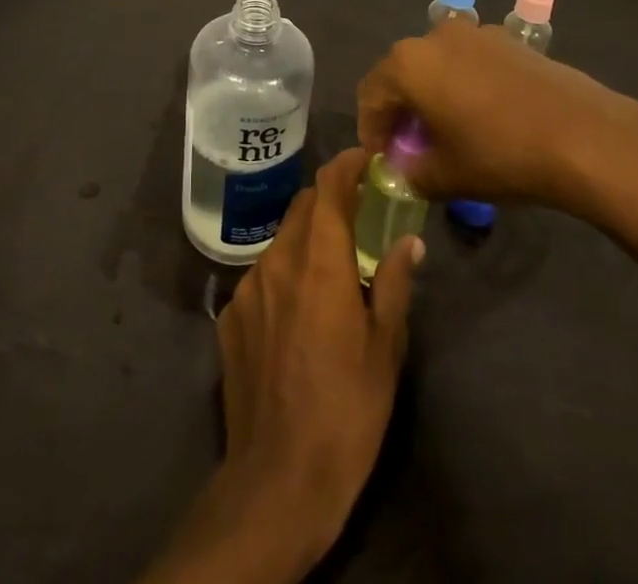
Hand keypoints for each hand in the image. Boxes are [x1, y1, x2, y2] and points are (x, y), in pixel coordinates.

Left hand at [142, 151, 421, 583]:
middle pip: (303, 208)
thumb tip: (409, 243)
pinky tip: (298, 311)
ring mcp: (247, 288)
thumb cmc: (346, 409)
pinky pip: (261, 277)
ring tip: (331, 266)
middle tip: (358, 213)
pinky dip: (284, 275)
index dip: (347, 164)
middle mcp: (277, 261)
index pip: (328, 187)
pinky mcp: (228, 316)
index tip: (366, 158)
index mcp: (319, 262)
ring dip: (307, 239)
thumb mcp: (385, 348)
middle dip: (330, 199)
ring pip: (281, 241)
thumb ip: (393, 284)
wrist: (278, 478)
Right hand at [356, 19, 637, 228]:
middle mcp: (434, 36)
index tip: (382, 160)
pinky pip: (468, 61)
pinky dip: (462, 84)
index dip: (371, 129)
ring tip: (447, 132)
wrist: (583, 135)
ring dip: (432, 95)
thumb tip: (404, 172)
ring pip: (436, 64)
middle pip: (401, 73)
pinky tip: (483, 117)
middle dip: (400, 110)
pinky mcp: (507, 40)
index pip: (370, 94)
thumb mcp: (446, 176)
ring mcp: (474, 32)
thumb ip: (412, 174)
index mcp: (408, 63)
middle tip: (411, 147)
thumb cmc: (501, 154)